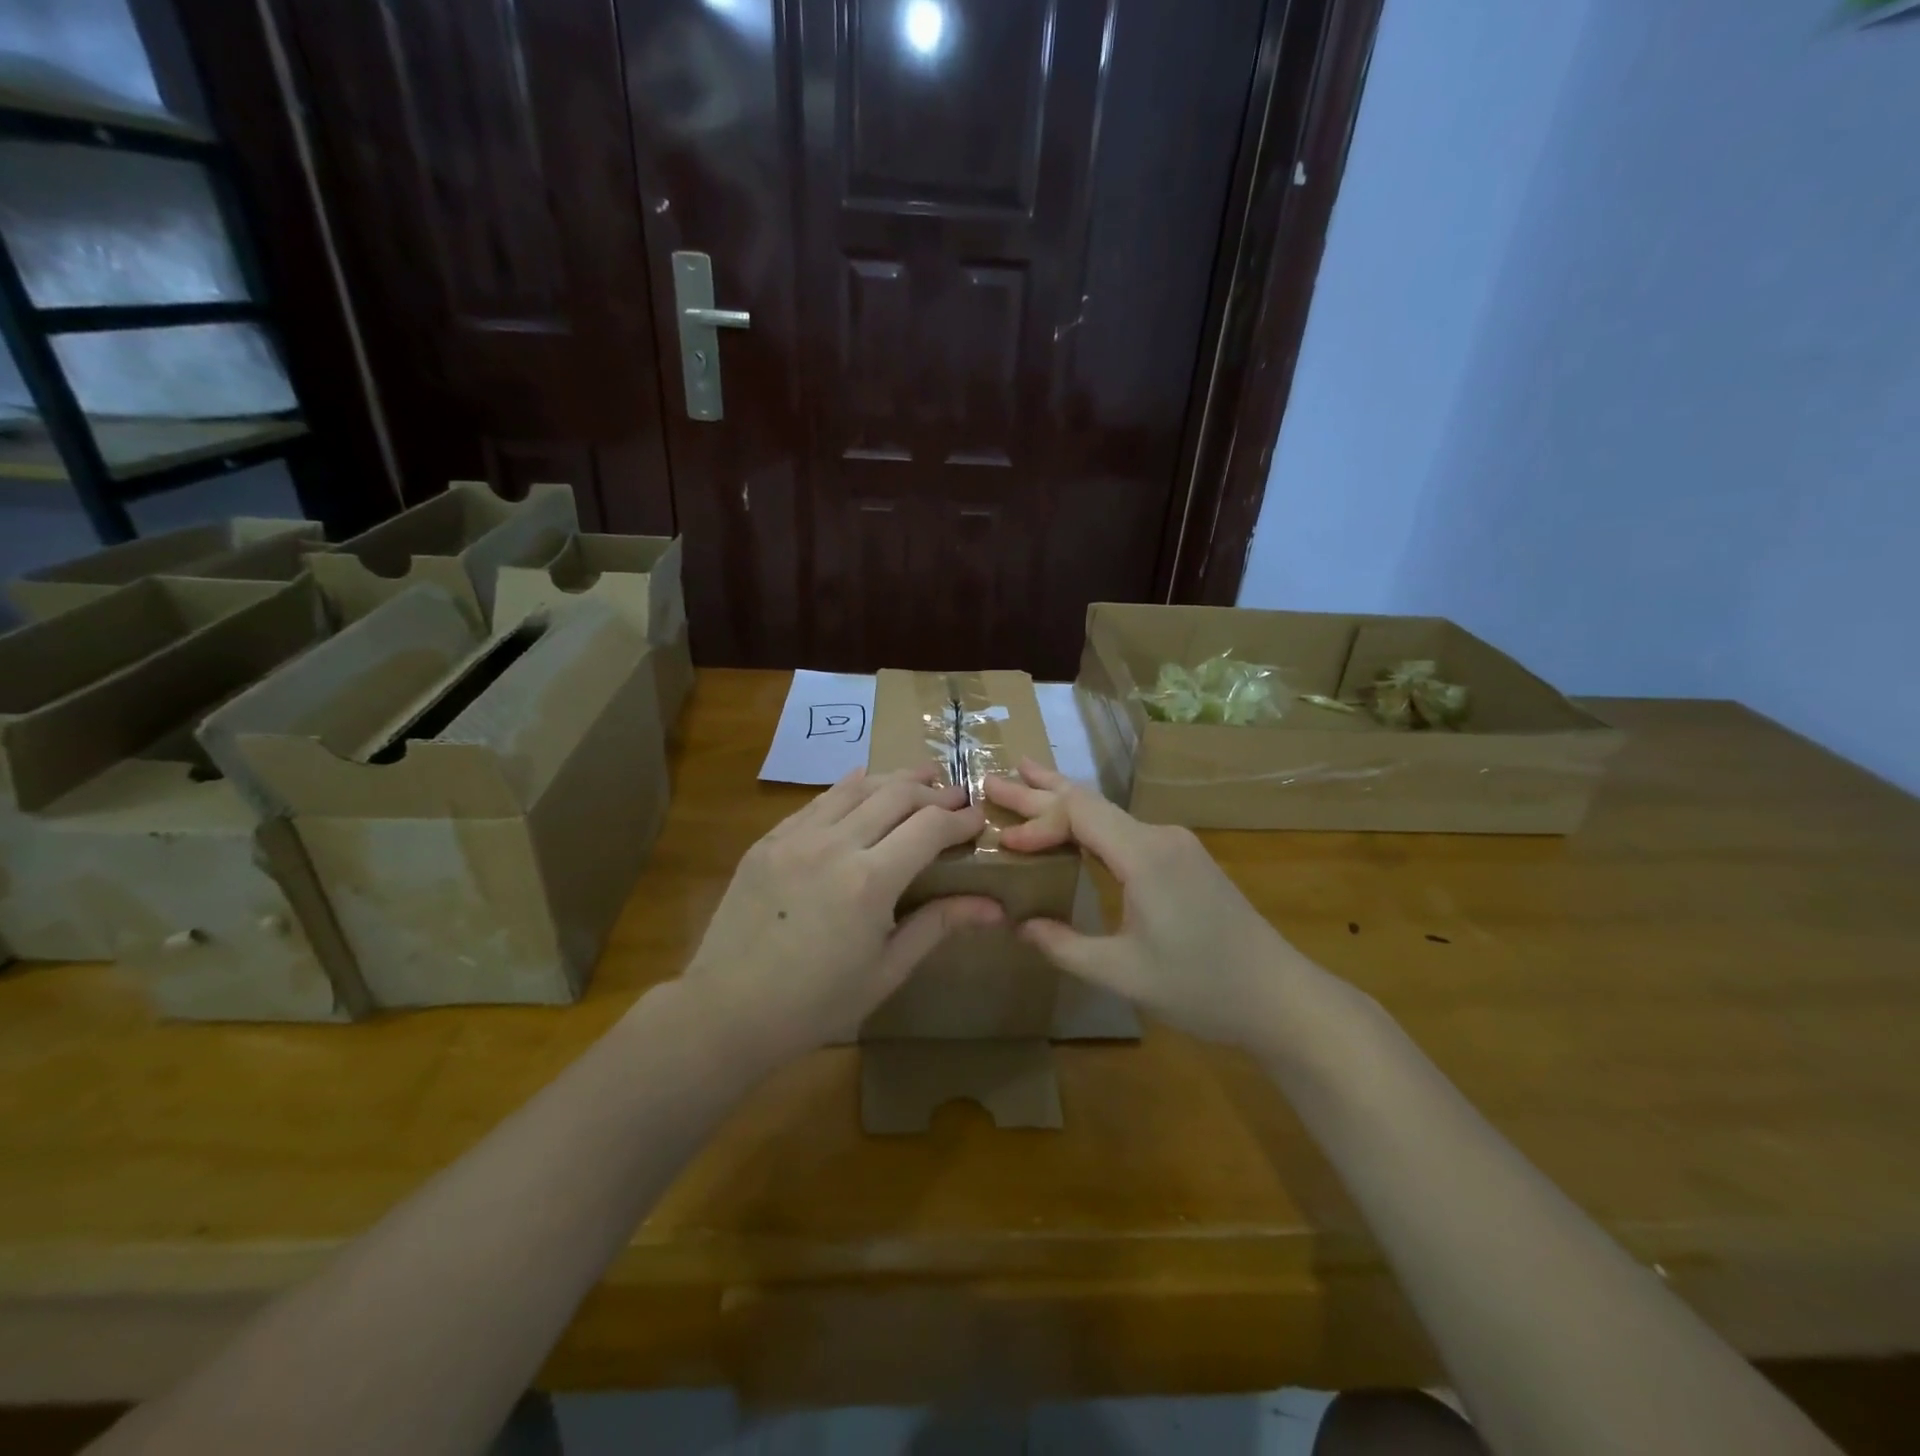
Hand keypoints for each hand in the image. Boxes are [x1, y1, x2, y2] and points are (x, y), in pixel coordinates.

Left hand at [677, 767, 1001, 1063]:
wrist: (727, 1011)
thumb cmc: (816, 1004)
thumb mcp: (886, 971)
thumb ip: (938, 925)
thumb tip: (995, 907)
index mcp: (870, 881)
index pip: (930, 826)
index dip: (961, 818)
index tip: (979, 819)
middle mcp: (835, 845)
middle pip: (897, 795)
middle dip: (935, 791)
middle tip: (957, 796)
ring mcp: (796, 837)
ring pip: (857, 787)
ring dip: (895, 779)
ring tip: (922, 777)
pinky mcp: (769, 840)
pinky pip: (818, 801)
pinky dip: (849, 787)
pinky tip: (863, 781)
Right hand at [981, 759, 1319, 1050]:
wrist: (1279, 997)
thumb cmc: (1200, 986)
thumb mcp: (1122, 974)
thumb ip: (1064, 946)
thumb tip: (1020, 926)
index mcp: (1144, 854)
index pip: (1078, 814)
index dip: (1036, 821)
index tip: (1002, 842)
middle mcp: (1159, 836)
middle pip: (1090, 802)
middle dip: (1039, 790)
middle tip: (993, 778)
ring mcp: (1175, 845)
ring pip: (1108, 812)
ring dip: (1064, 800)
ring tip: (1026, 778)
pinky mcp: (1184, 859)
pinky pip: (1125, 830)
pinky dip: (1089, 822)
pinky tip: (1073, 823)